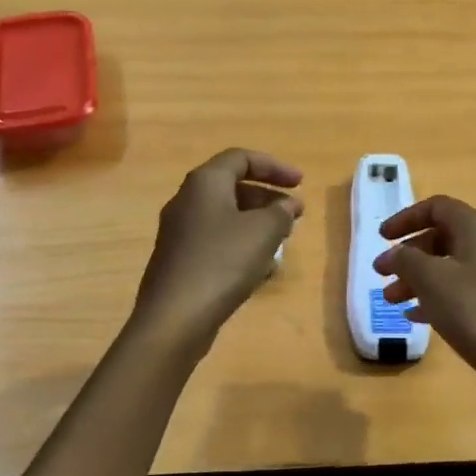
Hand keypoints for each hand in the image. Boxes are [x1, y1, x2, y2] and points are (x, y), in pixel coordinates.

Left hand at [132, 149, 304, 343]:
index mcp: (204, 183)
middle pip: (232, 186)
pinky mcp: (179, 260)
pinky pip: (215, 240)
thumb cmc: (222, 262)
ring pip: (225, 215)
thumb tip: (287, 205)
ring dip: (256, 222)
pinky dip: (240, 243)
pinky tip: (259, 268)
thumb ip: (281, 212)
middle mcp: (187, 200)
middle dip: (267, 197)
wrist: (175, 317)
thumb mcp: (263, 231)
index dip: (274, 166)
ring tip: (281, 241)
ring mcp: (179, 232)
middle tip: (294, 213)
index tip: (300, 184)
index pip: (241, 158)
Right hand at [375, 195, 475, 400]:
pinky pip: (463, 289)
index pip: (437, 207)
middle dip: (408, 254)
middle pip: (443, 236)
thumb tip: (394, 254)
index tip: (382, 238)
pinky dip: (437, 296)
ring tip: (390, 300)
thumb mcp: (430, 279)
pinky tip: (416, 316)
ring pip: (451, 266)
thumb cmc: (472, 310)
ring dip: (418, 278)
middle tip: (382, 273)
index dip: (406, 218)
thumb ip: (405, 259)